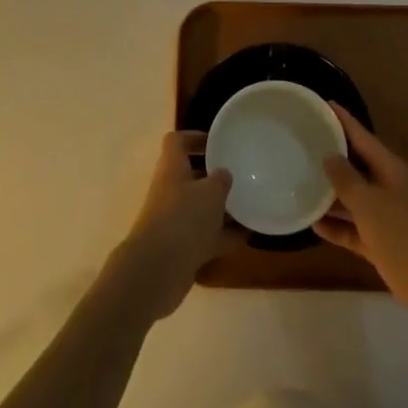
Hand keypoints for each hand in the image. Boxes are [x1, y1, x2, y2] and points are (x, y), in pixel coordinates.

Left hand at [109, 132, 232, 320]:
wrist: (158, 270)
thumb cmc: (184, 218)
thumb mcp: (211, 192)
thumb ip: (220, 180)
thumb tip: (223, 174)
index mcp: (172, 168)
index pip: (176, 142)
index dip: (194, 137)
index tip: (217, 142)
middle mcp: (170, 191)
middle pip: (190, 176)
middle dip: (214, 176)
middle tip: (240, 175)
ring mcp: (174, 221)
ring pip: (200, 208)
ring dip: (222, 208)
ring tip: (249, 205)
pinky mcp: (181, 248)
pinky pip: (206, 236)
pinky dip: (224, 235)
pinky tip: (247, 235)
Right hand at [314, 104, 407, 335]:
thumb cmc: (407, 237)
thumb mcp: (371, 205)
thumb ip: (347, 180)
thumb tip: (329, 155)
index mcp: (390, 170)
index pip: (362, 137)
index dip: (343, 121)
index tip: (322, 104)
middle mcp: (388, 188)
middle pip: (356, 166)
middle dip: (332, 156)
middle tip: (301, 143)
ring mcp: (386, 217)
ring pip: (353, 199)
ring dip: (330, 194)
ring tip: (299, 182)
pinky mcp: (382, 244)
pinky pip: (354, 229)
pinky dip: (337, 227)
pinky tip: (313, 224)